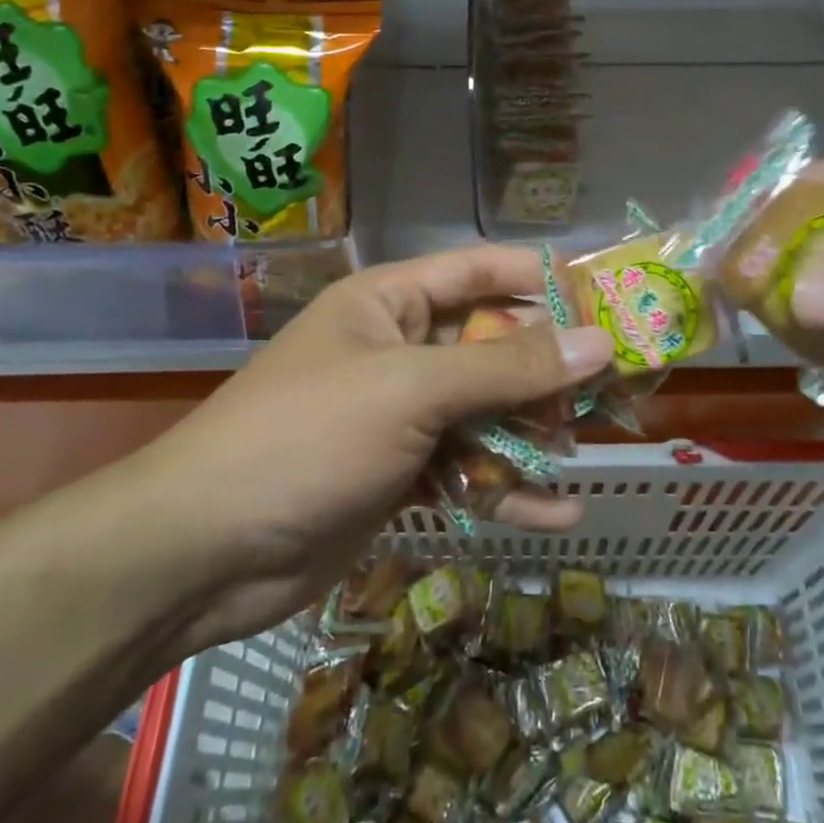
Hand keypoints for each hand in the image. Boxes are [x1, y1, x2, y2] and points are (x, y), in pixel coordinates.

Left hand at [141, 247, 613, 645]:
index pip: (482, 271)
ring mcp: (400, 415)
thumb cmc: (307, 438)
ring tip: (586, 453)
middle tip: (618, 388)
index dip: (544, 277)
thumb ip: (507, 369)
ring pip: (486, 413)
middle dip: (550, 369)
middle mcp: (400, 349)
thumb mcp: (411, 391)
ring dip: (534, 435)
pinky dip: (506, 492)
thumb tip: (598, 342)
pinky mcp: (399, 475)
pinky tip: (556, 516)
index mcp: (391, 302)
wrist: (205, 551)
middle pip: (493, 346)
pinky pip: (467, 472)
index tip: (608, 295)